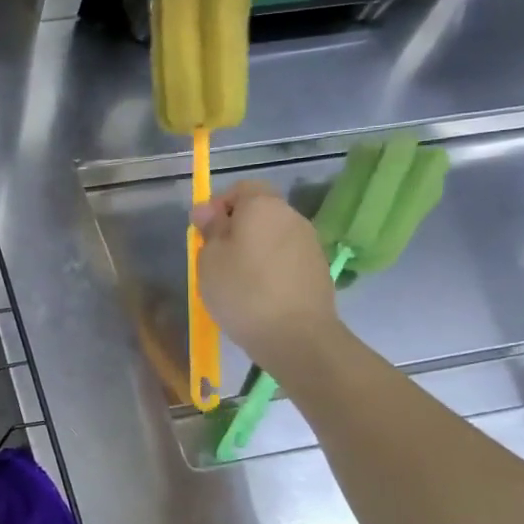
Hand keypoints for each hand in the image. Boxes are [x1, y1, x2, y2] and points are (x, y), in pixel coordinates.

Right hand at [191, 180, 340, 370]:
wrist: (297, 336)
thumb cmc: (243, 291)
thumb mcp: (209, 259)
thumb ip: (209, 229)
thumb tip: (207, 209)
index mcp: (263, 206)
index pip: (242, 187)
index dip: (220, 204)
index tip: (205, 232)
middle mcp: (292, 216)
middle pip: (260, 211)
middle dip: (237, 228)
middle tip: (216, 258)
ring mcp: (309, 243)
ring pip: (273, 235)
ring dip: (255, 249)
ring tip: (236, 279)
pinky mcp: (318, 269)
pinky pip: (286, 257)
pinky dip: (271, 267)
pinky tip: (259, 294)